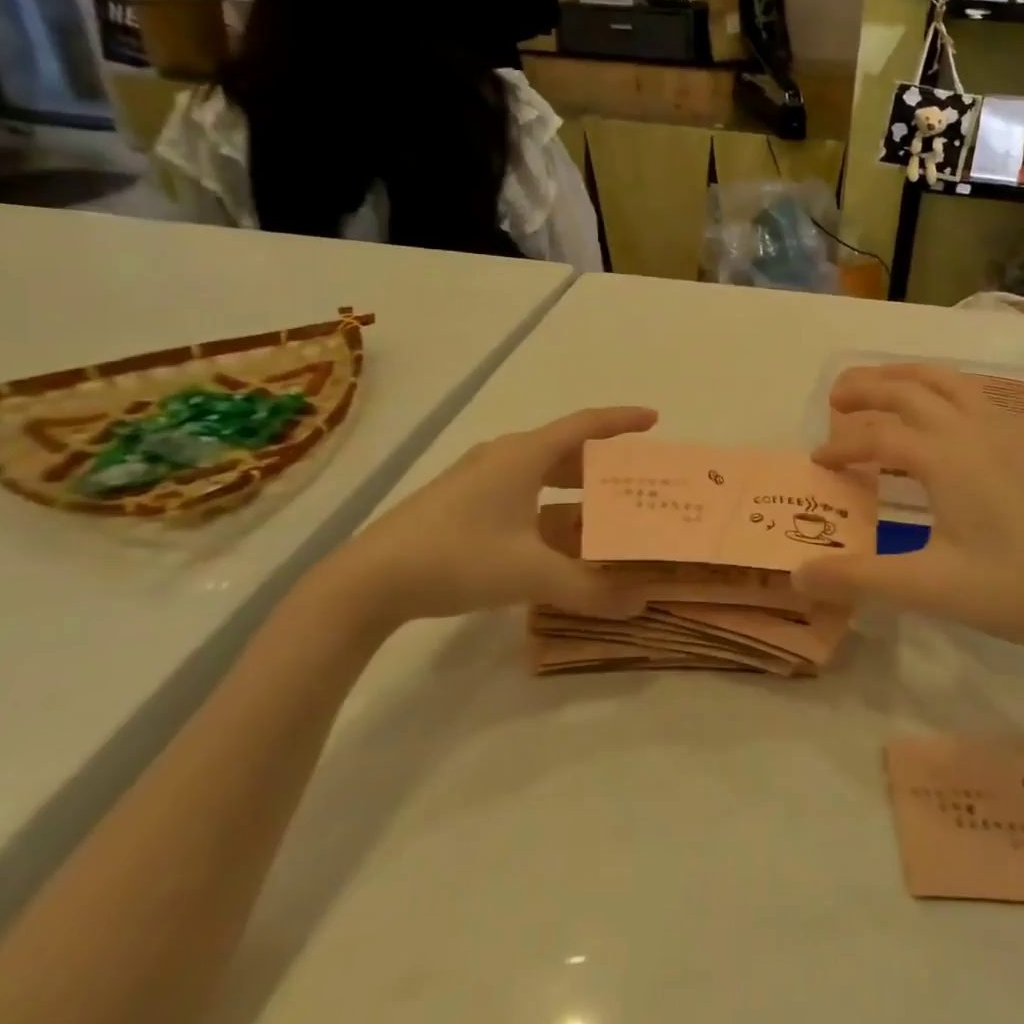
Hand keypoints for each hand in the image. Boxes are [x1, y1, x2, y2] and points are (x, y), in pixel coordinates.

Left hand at [318, 406, 657, 625]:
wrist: (369, 580)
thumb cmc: (457, 557)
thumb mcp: (530, 574)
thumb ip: (589, 589)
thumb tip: (641, 603)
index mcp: (523, 455)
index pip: (585, 425)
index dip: (622, 421)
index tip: (655, 420)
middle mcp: (503, 458)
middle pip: (565, 451)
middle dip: (603, 465)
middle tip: (637, 481)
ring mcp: (479, 481)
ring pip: (541, 477)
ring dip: (575, 494)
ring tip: (607, 516)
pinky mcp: (462, 506)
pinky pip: (522, 497)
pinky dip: (549, 513)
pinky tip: (560, 545)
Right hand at [793, 365, 1023, 654]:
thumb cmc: (1007, 589)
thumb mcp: (926, 587)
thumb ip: (858, 577)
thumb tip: (798, 576)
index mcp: (944, 458)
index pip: (878, 436)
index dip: (841, 445)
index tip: (817, 463)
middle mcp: (969, 433)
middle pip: (910, 390)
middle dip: (867, 388)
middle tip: (835, 398)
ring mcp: (999, 436)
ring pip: (947, 383)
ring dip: (907, 377)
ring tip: (879, 383)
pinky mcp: (1019, 449)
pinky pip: (975, 397)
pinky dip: (945, 388)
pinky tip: (941, 407)